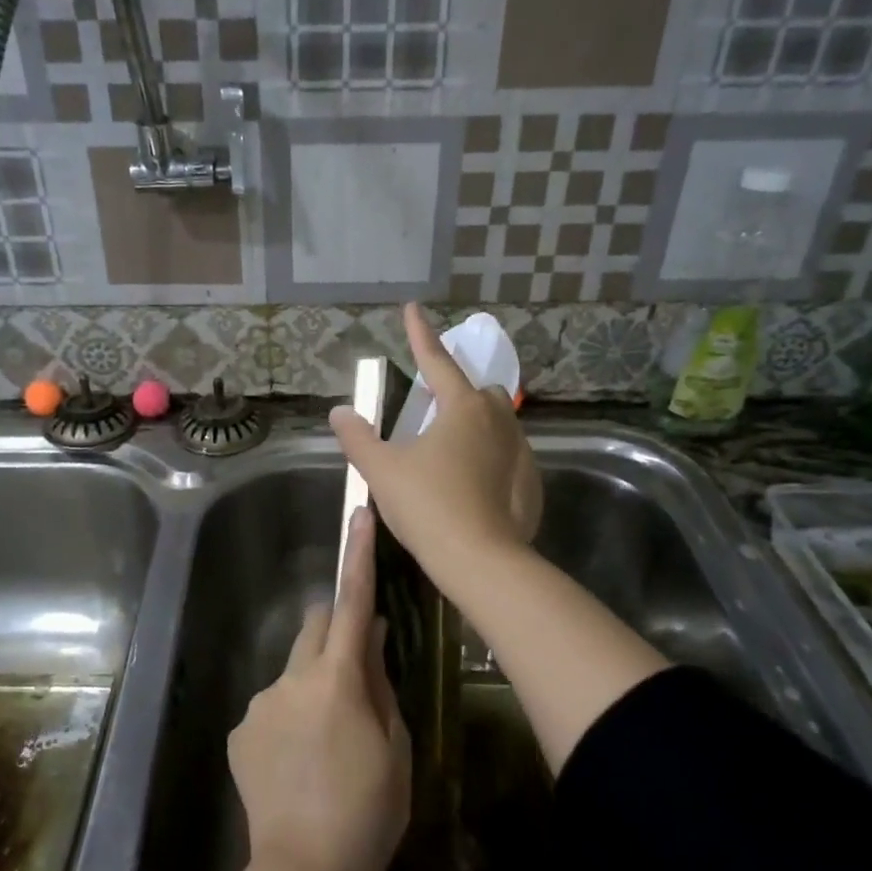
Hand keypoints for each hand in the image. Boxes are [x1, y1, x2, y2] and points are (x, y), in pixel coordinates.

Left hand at [227, 506, 410, 870]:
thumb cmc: (369, 810)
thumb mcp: (393, 745)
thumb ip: (377, 682)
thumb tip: (371, 636)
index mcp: (337, 678)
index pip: (351, 602)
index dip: (357, 556)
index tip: (358, 514)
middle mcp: (291, 678)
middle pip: (314, 626)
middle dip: (333, 630)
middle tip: (354, 673)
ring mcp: (260, 704)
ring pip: (293, 673)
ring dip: (311, 688)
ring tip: (326, 746)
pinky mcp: (240, 731)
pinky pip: (271, 708)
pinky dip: (288, 720)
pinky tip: (298, 766)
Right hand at [330, 303, 542, 589]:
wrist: (480, 561)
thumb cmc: (428, 506)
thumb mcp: (382, 470)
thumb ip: (358, 438)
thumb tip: (340, 413)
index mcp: (462, 408)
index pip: (436, 361)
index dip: (420, 335)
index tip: (412, 308)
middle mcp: (498, 421)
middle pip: (479, 393)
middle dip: (459, 395)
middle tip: (433, 418)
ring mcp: (521, 453)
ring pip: (499, 425)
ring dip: (476, 430)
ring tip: (450, 458)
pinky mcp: (532, 483)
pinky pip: (509, 459)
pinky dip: (491, 462)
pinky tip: (473, 489)